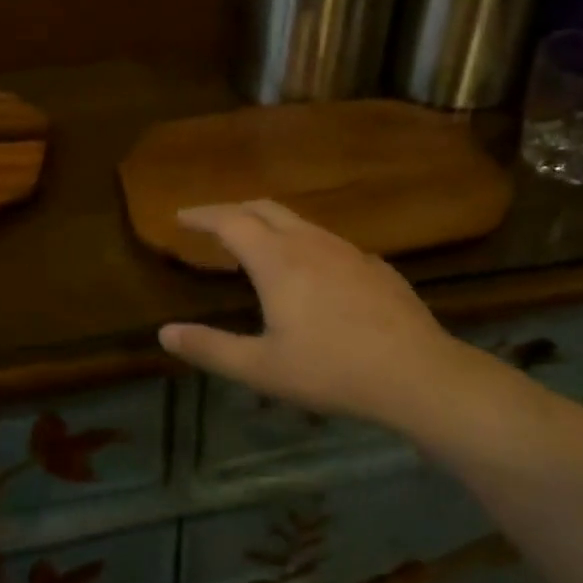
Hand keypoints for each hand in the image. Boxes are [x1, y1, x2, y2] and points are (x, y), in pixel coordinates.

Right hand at [158, 201, 501, 433]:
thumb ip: (210, 348)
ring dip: (268, 224)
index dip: (201, 215)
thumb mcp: (262, 368)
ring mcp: (347, 250)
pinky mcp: (374, 265)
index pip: (229, 221)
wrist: (418, 374)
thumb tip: (165, 333)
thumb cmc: (332, 370)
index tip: (180, 216)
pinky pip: (328, 242)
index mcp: (277, 260)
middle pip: (263, 208)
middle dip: (232, 210)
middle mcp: (310, 242)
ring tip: (256, 244)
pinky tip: (311, 272)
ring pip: (299, 221)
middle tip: (211, 223)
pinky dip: (303, 243)